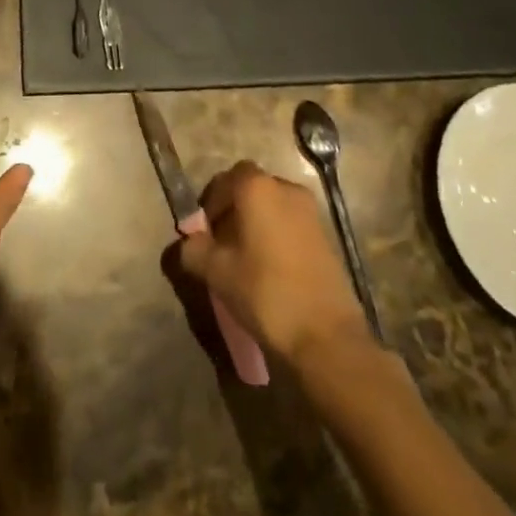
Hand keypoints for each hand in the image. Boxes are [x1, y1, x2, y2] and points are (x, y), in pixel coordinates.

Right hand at [178, 160, 370, 365]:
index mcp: (258, 188)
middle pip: (251, 189)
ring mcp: (310, 212)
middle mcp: (286, 189)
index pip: (226, 178)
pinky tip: (270, 269)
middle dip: (233, 211)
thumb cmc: (266, 293)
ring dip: (256, 223)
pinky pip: (291, 224)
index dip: (211, 201)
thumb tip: (188, 243)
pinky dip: (277, 236)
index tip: (204, 230)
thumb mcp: (218, 273)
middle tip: (221, 244)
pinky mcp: (326, 236)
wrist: (327, 336)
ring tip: (245, 259)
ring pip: (273, 206)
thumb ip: (195, 250)